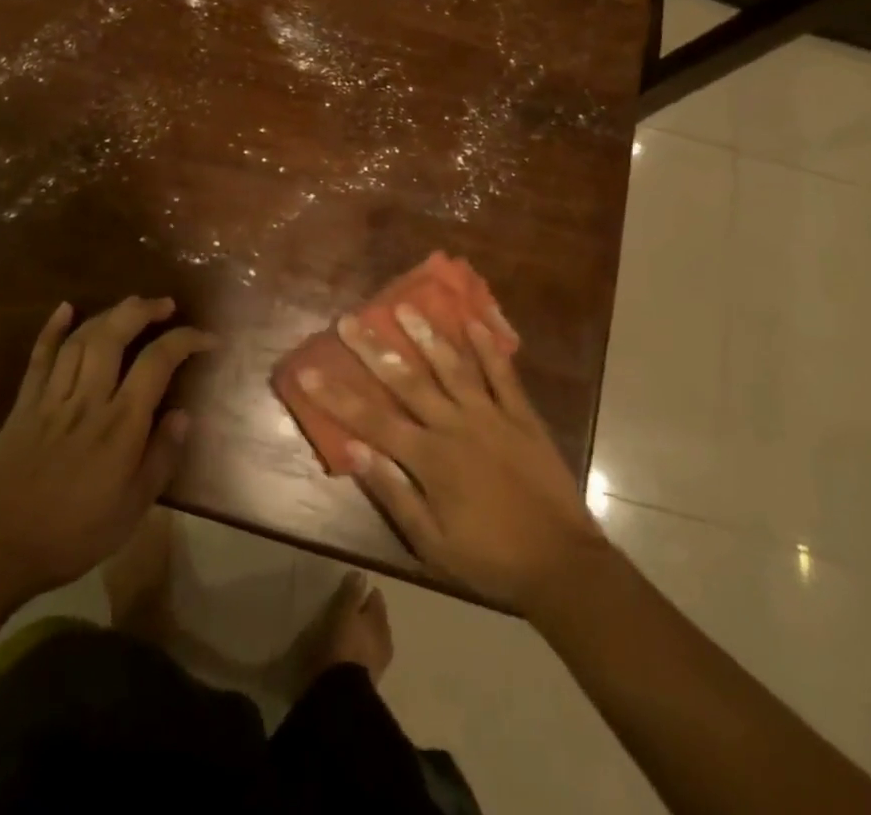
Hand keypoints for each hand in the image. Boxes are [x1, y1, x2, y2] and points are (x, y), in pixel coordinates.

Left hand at [0, 298, 215, 610]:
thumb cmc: (71, 534)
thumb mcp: (131, 510)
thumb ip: (161, 458)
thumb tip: (184, 415)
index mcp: (121, 424)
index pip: (158, 362)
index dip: (186, 340)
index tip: (209, 338)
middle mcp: (89, 398)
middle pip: (116, 334)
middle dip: (144, 310)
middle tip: (165, 305)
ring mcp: (53, 396)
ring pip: (82, 337)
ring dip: (109, 313)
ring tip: (131, 306)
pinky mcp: (25, 402)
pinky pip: (41, 356)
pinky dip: (53, 328)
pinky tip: (65, 308)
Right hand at [294, 312, 602, 617]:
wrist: (562, 564)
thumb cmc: (489, 559)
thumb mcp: (432, 543)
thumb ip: (393, 493)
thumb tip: (353, 451)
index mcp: (429, 459)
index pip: (372, 420)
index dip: (337, 396)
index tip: (308, 370)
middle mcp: (455, 426)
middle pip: (407, 381)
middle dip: (374, 349)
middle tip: (350, 319)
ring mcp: (491, 416)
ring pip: (453, 367)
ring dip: (427, 335)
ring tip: (405, 306)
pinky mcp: (522, 416)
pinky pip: (503, 375)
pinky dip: (489, 348)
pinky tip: (474, 321)